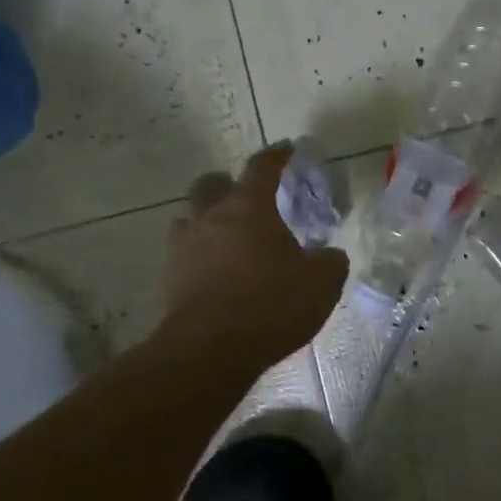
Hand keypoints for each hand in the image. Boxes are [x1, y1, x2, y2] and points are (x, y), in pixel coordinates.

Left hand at [162, 145, 349, 373]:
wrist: (210, 350)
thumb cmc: (270, 304)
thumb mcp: (321, 283)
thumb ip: (330, 262)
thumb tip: (330, 256)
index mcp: (249, 207)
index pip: (262, 167)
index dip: (277, 156)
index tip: (287, 150)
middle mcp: (211, 218)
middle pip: (211, 184)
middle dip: (228, 184)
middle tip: (247, 197)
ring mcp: (184, 247)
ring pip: (189, 218)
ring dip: (207, 220)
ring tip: (228, 238)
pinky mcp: (170, 279)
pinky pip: (183, 255)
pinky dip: (199, 256)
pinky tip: (216, 274)